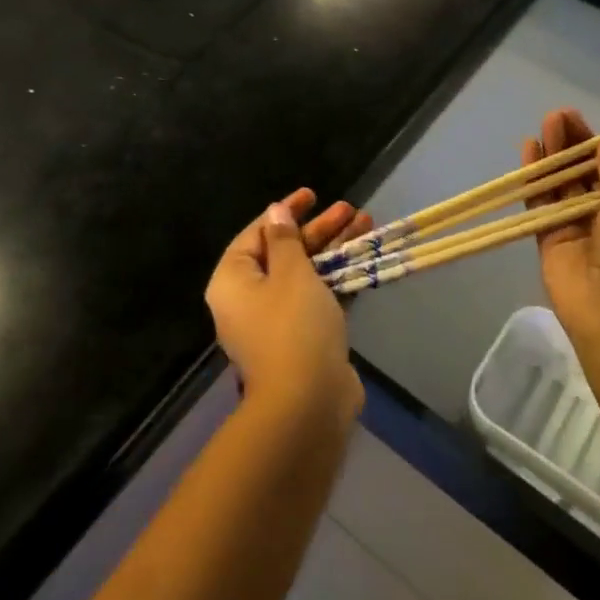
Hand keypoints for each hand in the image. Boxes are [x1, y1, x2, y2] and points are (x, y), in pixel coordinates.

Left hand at [206, 189, 371, 428]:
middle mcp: (248, 299)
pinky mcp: (302, 339)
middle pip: (284, 252)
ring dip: (334, 249)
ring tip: (366, 225)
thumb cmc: (293, 326)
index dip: (284, 211)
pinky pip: (317, 297)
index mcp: (233, 281)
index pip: (257, 234)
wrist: (308, 404)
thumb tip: (275, 212)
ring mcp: (276, 322)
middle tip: (349, 209)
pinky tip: (363, 260)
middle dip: (318, 229)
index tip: (312, 195)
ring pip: (305, 274)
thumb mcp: (291, 272)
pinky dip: (337, 277)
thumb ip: (286, 239)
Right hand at [523, 109, 599, 350]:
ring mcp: (581, 223)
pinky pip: (542, 200)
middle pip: (594, 168)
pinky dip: (536, 176)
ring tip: (547, 122)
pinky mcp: (551, 235)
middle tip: (562, 114)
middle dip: (580, 141)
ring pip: (566, 180)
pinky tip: (529, 148)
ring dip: (557, 152)